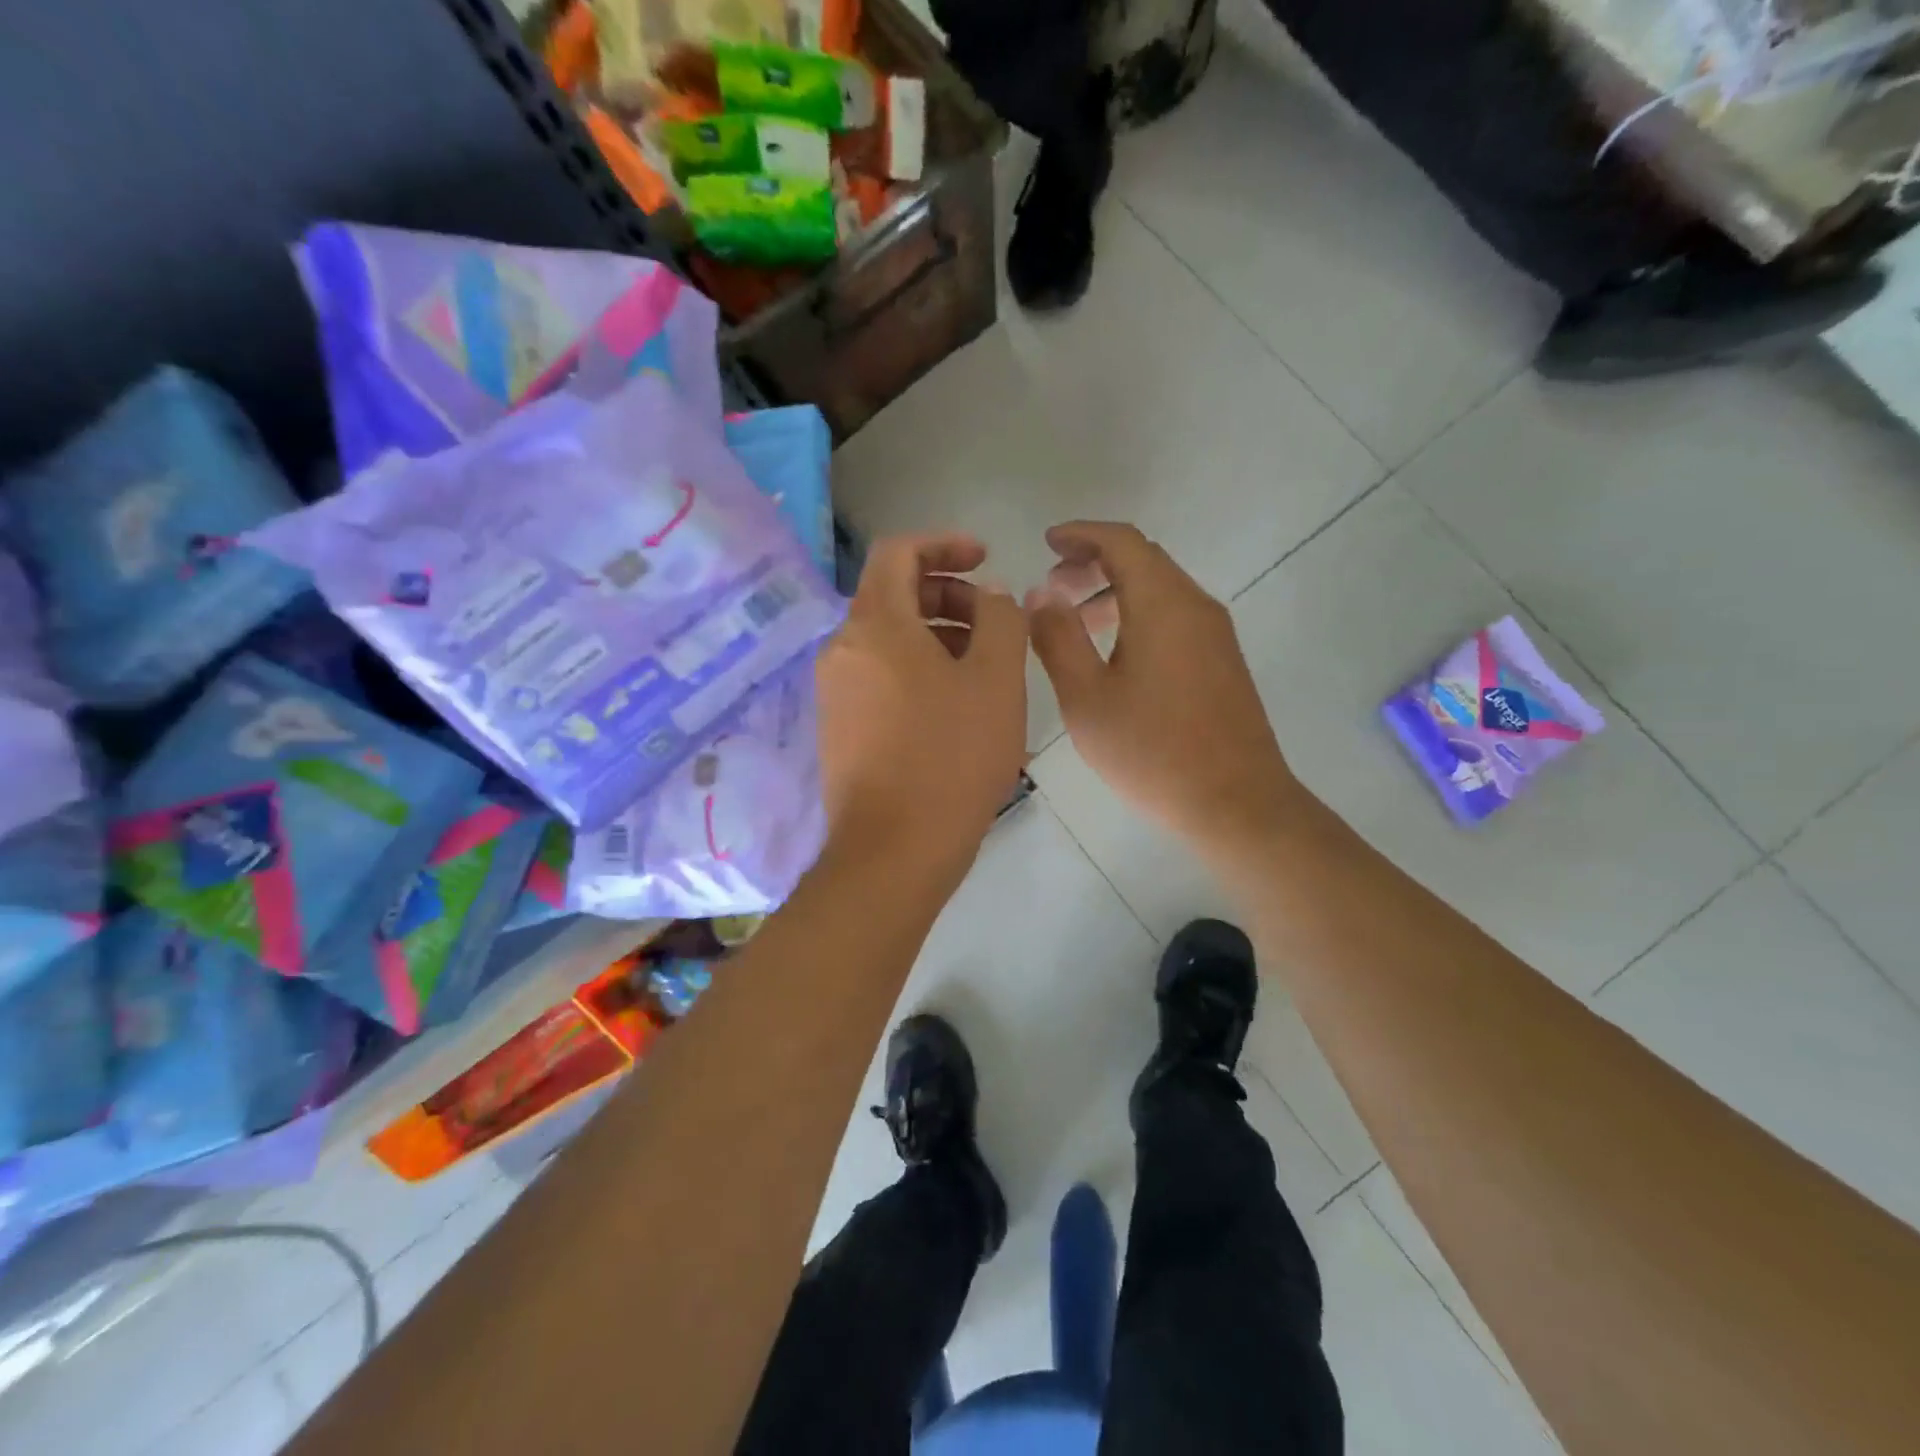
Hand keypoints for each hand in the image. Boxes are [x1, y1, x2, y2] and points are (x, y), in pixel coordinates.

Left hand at [815, 532, 1027, 886]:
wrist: (894, 851)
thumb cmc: (951, 758)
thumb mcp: (997, 680)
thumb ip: (1000, 620)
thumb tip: (988, 597)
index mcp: (875, 625)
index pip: (898, 552)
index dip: (944, 544)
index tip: (984, 559)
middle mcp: (842, 649)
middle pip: (891, 595)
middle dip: (946, 594)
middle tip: (991, 621)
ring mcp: (834, 691)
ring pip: (886, 639)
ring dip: (935, 634)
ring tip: (982, 667)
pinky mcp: (838, 726)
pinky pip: (878, 675)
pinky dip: (915, 668)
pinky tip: (952, 704)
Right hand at [1025, 521, 1300, 858]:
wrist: (1236, 803)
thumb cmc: (1152, 751)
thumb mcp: (1087, 698)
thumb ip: (1058, 638)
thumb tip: (1040, 593)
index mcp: (1162, 604)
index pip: (1122, 542)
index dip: (1081, 534)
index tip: (1047, 541)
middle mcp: (1195, 606)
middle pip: (1144, 560)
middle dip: (1094, 561)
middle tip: (1053, 584)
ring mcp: (1215, 635)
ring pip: (1161, 590)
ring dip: (1115, 590)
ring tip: (1075, 620)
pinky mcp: (1223, 662)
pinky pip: (1175, 616)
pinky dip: (1138, 614)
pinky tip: (1113, 652)